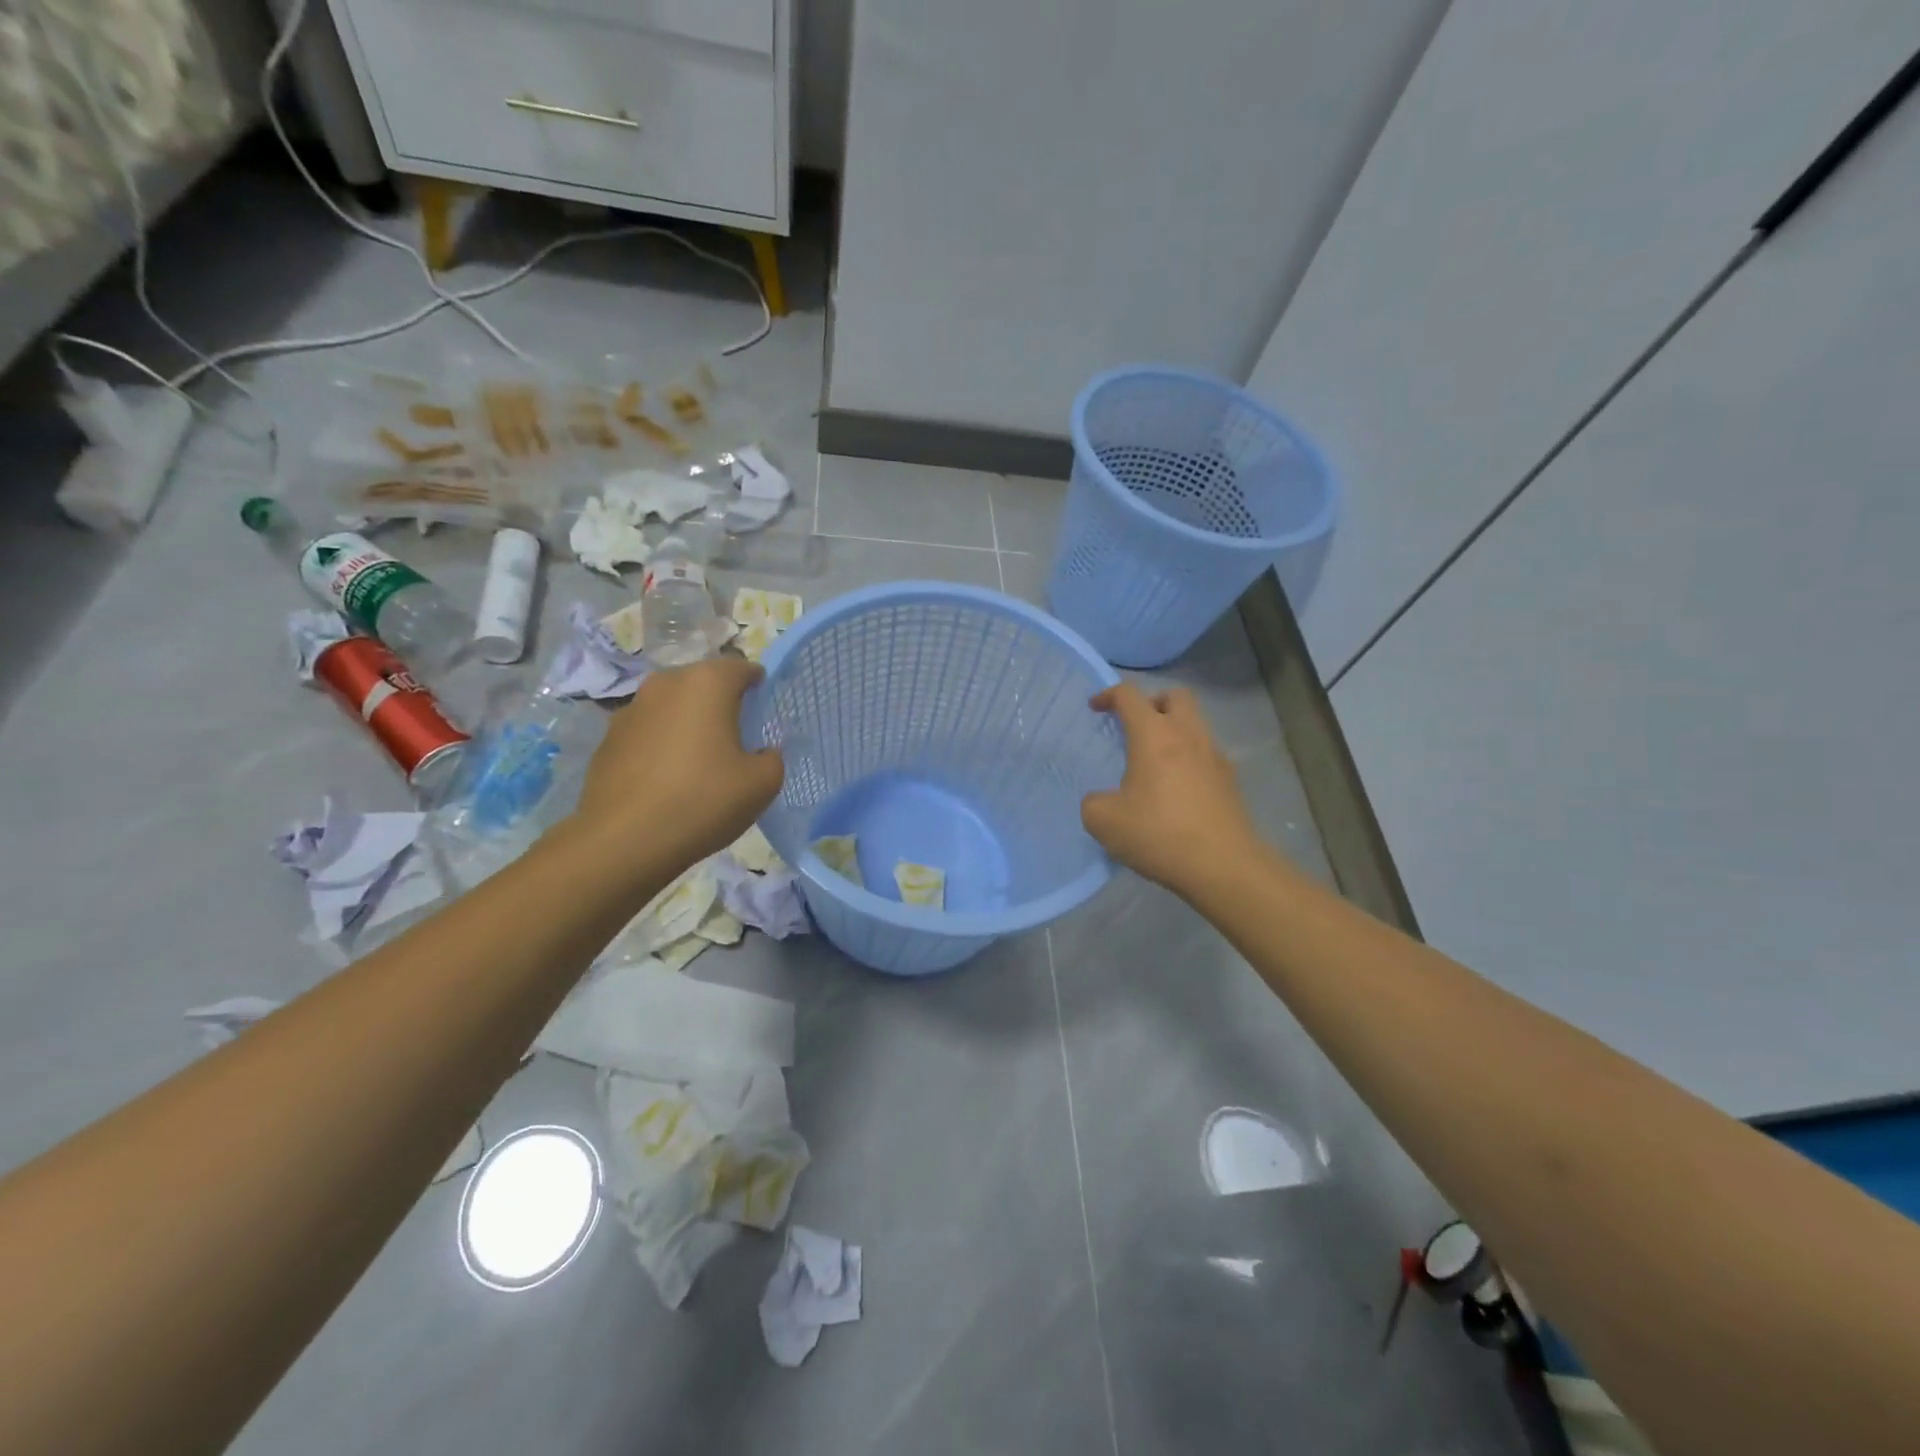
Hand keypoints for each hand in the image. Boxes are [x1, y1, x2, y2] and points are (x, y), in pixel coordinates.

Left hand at [570, 656, 784, 872]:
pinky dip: (661, 745)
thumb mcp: (762, 784)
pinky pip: (647, 732)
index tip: (765, 707)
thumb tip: (760, 753)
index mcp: (707, 683)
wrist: (624, 840)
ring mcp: (630, 710)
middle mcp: (665, 684)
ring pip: (672, 706)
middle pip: (703, 683)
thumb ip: (771, 758)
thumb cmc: (703, 800)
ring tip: (700, 759)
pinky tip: (667, 779)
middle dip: (721, 702)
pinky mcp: (607, 740)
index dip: (757, 684)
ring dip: (687, 723)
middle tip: (737, 734)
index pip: (741, 668)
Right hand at [1082, 682, 1264, 897]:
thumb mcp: (1103, 822)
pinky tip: (1177, 789)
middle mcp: (1188, 735)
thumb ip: (1094, 802)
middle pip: (1175, 696)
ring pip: (1195, 723)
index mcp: (1154, 735)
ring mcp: (1215, 756)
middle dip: (1152, 702)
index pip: (1129, 695)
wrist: (1223, 865)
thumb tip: (1102, 800)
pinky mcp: (1231, 780)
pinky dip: (1190, 758)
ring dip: (1174, 730)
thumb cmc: (1158, 834)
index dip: (1109, 695)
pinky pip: (1207, 754)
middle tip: (1136, 725)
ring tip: (1155, 761)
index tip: (1095, 709)